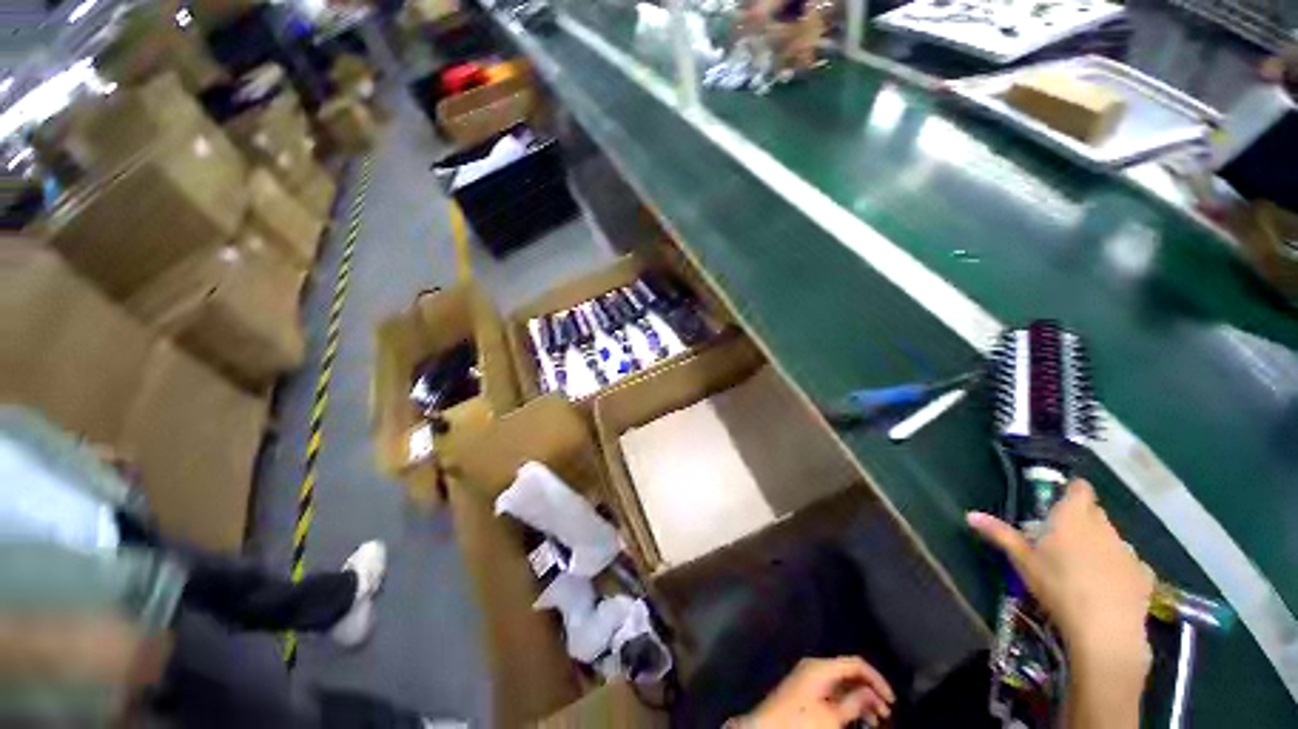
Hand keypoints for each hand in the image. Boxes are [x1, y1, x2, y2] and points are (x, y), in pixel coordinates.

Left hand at [737, 657, 895, 727]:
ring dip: (860, 700)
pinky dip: (847, 703)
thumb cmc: (802, 722)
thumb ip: (856, 703)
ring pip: (842, 684)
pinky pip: (832, 691)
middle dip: (870, 692)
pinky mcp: (805, 689)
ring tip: (875, 722)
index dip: (877, 679)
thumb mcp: (833, 717)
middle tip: (886, 715)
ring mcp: (809, 677)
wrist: (767, 728)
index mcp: (821, 667)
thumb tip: (873, 694)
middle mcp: (815, 666)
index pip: (856, 663)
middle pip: (849, 673)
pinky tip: (856, 720)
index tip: (893, 701)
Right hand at [967, 479, 1154, 679]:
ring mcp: (1127, 551)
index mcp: (1073, 517)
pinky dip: (1118, 569)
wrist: (1105, 629)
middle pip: (1095, 513)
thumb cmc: (1057, 586)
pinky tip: (1108, 588)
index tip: (1060, 502)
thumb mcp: (1022, 561)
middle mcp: (1103, 527)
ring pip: (1112, 539)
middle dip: (1082, 520)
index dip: (1072, 491)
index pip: (1080, 489)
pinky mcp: (1143, 575)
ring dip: (1100, 545)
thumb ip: (1000, 535)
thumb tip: (970, 514)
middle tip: (1062, 539)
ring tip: (1084, 568)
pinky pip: (1129, 564)